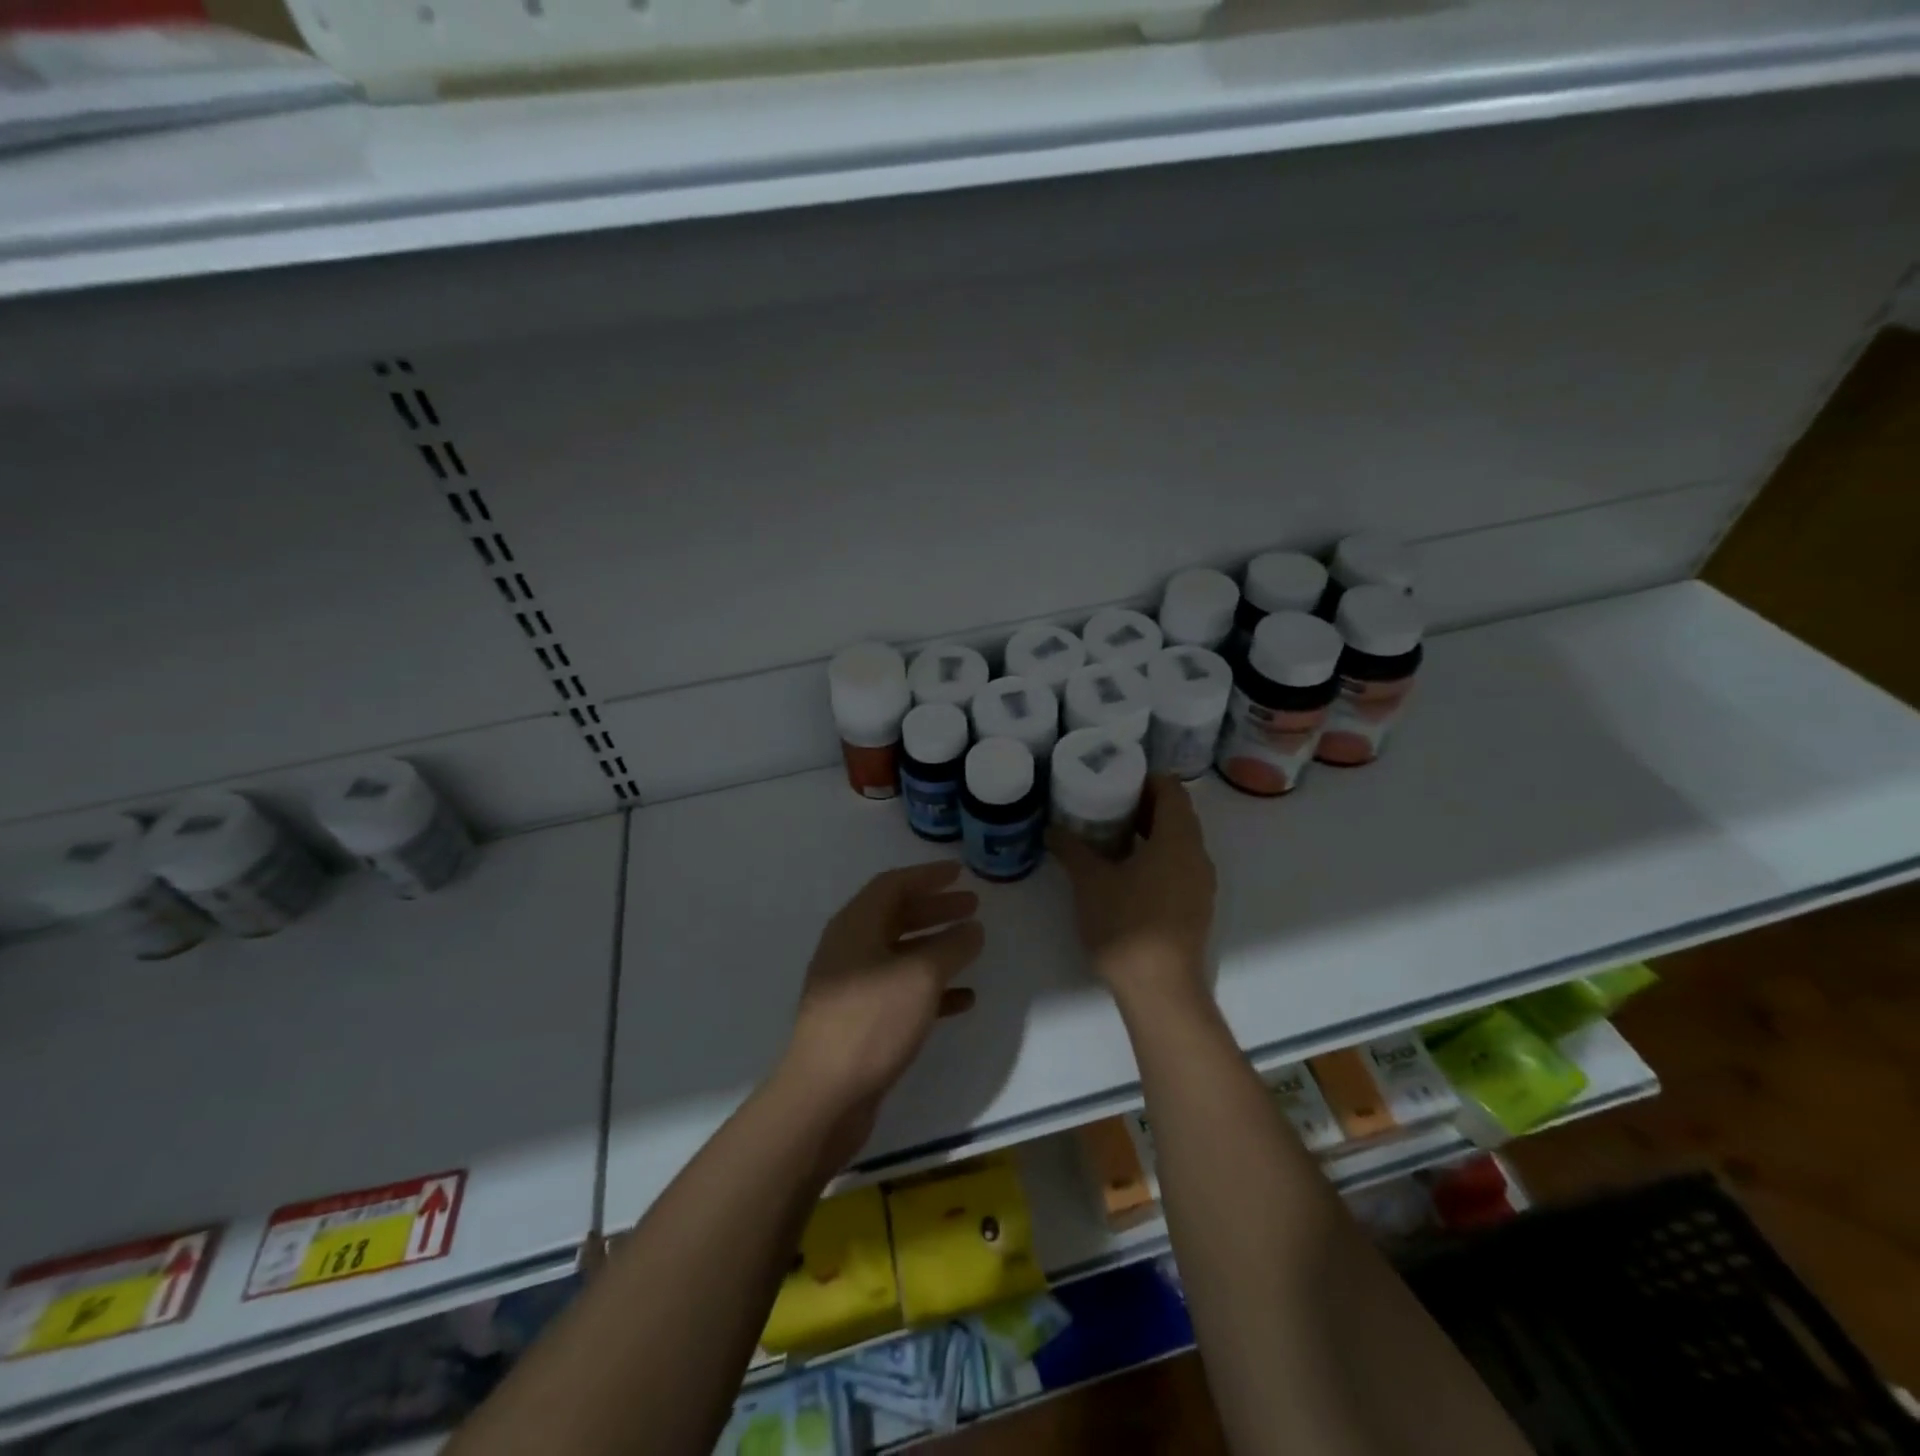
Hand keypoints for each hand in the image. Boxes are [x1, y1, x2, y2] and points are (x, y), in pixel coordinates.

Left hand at [780, 861, 984, 1128]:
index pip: (893, 884)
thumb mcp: (921, 976)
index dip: (927, 876)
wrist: (825, 1094)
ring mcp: (852, 986)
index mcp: (855, 926)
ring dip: (935, 946)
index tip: (959, 873)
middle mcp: (849, 948)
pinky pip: (900, 991)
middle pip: (896, 916)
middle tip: (972, 906)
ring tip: (972, 946)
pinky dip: (930, 987)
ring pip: (900, 954)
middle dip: (935, 909)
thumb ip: (952, 947)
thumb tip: (972, 928)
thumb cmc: (873, 1020)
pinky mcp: (859, 1020)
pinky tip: (962, 998)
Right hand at [1049, 775, 1216, 1008]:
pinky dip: (1155, 857)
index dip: (1144, 778)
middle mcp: (1198, 856)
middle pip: (1176, 815)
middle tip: (1103, 802)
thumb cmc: (1127, 924)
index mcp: (1178, 839)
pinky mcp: (1195, 909)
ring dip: (1148, 833)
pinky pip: (1177, 867)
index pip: (1171, 789)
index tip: (1113, 778)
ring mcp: (1200, 885)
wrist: (1160, 990)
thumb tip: (1053, 830)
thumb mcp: (1090, 882)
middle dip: (1141, 804)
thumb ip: (1072, 849)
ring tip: (1108, 835)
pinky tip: (1123, 871)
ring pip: (1177, 843)